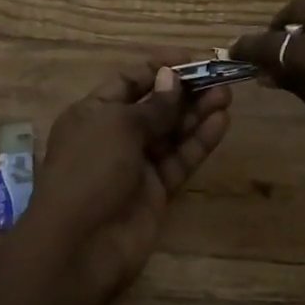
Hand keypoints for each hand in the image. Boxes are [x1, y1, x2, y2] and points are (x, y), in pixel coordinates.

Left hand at [22, 61, 231, 297]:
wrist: (79, 246)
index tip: (193, 59)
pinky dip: (199, 141)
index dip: (159, 68)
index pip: (129, 80)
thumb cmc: (89, 171)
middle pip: (155, 105)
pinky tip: (221, 123)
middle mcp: (114, 134)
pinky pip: (180, 159)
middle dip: (184, 91)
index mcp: (93, 112)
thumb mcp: (117, 126)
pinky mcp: (156, 190)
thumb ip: (152, 106)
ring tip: (226, 96)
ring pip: (171, 131)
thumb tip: (171, 78)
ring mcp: (136, 164)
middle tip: (219, 78)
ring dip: (197, 112)